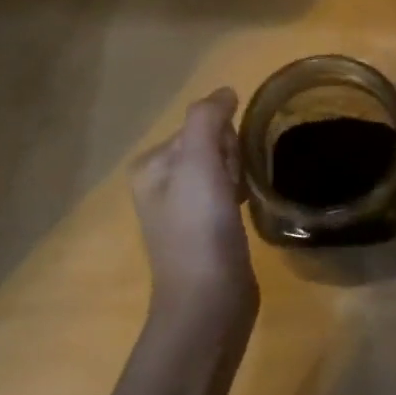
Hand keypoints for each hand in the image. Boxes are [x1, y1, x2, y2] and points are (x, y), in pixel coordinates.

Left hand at [130, 88, 257, 328]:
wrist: (208, 302)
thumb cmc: (199, 227)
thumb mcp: (197, 161)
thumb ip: (207, 118)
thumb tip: (225, 92)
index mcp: (150, 165)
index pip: (199, 125)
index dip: (223, 140)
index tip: (226, 171)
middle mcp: (160, 184)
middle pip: (211, 145)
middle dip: (230, 159)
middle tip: (231, 192)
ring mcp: (182, 210)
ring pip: (222, 168)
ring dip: (238, 177)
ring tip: (239, 205)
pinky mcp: (205, 230)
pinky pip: (227, 193)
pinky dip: (240, 195)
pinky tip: (245, 212)